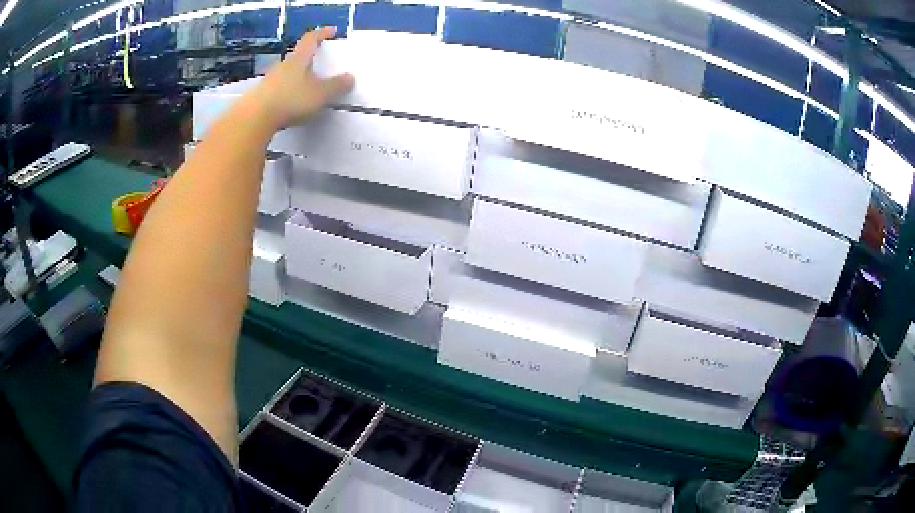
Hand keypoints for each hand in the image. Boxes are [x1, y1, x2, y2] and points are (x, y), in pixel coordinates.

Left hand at [251, 27, 354, 130]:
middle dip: (309, 61)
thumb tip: (349, 78)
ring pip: (287, 75)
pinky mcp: (260, 97)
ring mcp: (269, 81)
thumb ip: (336, 86)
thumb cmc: (290, 100)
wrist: (254, 119)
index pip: (311, 40)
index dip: (322, 34)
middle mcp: (282, 66)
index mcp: (299, 59)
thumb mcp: (320, 94)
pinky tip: (292, 106)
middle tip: (320, 66)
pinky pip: (278, 91)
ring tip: (307, 90)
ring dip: (297, 79)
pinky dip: (287, 94)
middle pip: (297, 58)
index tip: (332, 32)